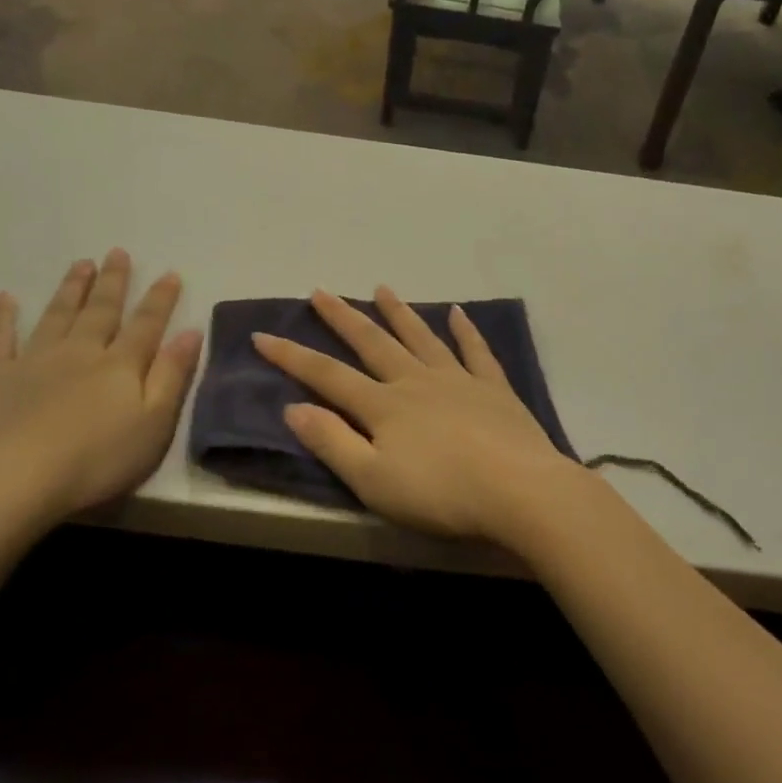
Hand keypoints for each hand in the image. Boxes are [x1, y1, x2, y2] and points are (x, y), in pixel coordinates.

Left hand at [0, 249, 202, 536]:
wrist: (12, 481)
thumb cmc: (94, 460)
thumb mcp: (153, 424)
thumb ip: (172, 376)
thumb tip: (190, 332)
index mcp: (120, 365)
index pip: (146, 324)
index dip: (160, 298)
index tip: (169, 273)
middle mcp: (79, 351)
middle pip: (101, 311)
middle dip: (113, 282)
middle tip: (117, 252)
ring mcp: (33, 360)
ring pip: (57, 315)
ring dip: (71, 289)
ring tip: (81, 264)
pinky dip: (0, 317)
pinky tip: (4, 299)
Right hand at [253, 288, 584, 543]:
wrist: (519, 491)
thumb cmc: (440, 493)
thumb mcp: (372, 480)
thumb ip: (332, 442)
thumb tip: (293, 407)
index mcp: (384, 406)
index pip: (327, 375)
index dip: (292, 356)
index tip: (262, 334)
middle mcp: (416, 381)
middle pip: (373, 343)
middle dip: (343, 317)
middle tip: (321, 291)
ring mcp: (457, 380)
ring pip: (421, 337)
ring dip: (399, 313)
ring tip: (382, 289)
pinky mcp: (494, 388)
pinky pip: (475, 351)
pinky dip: (465, 330)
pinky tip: (458, 313)